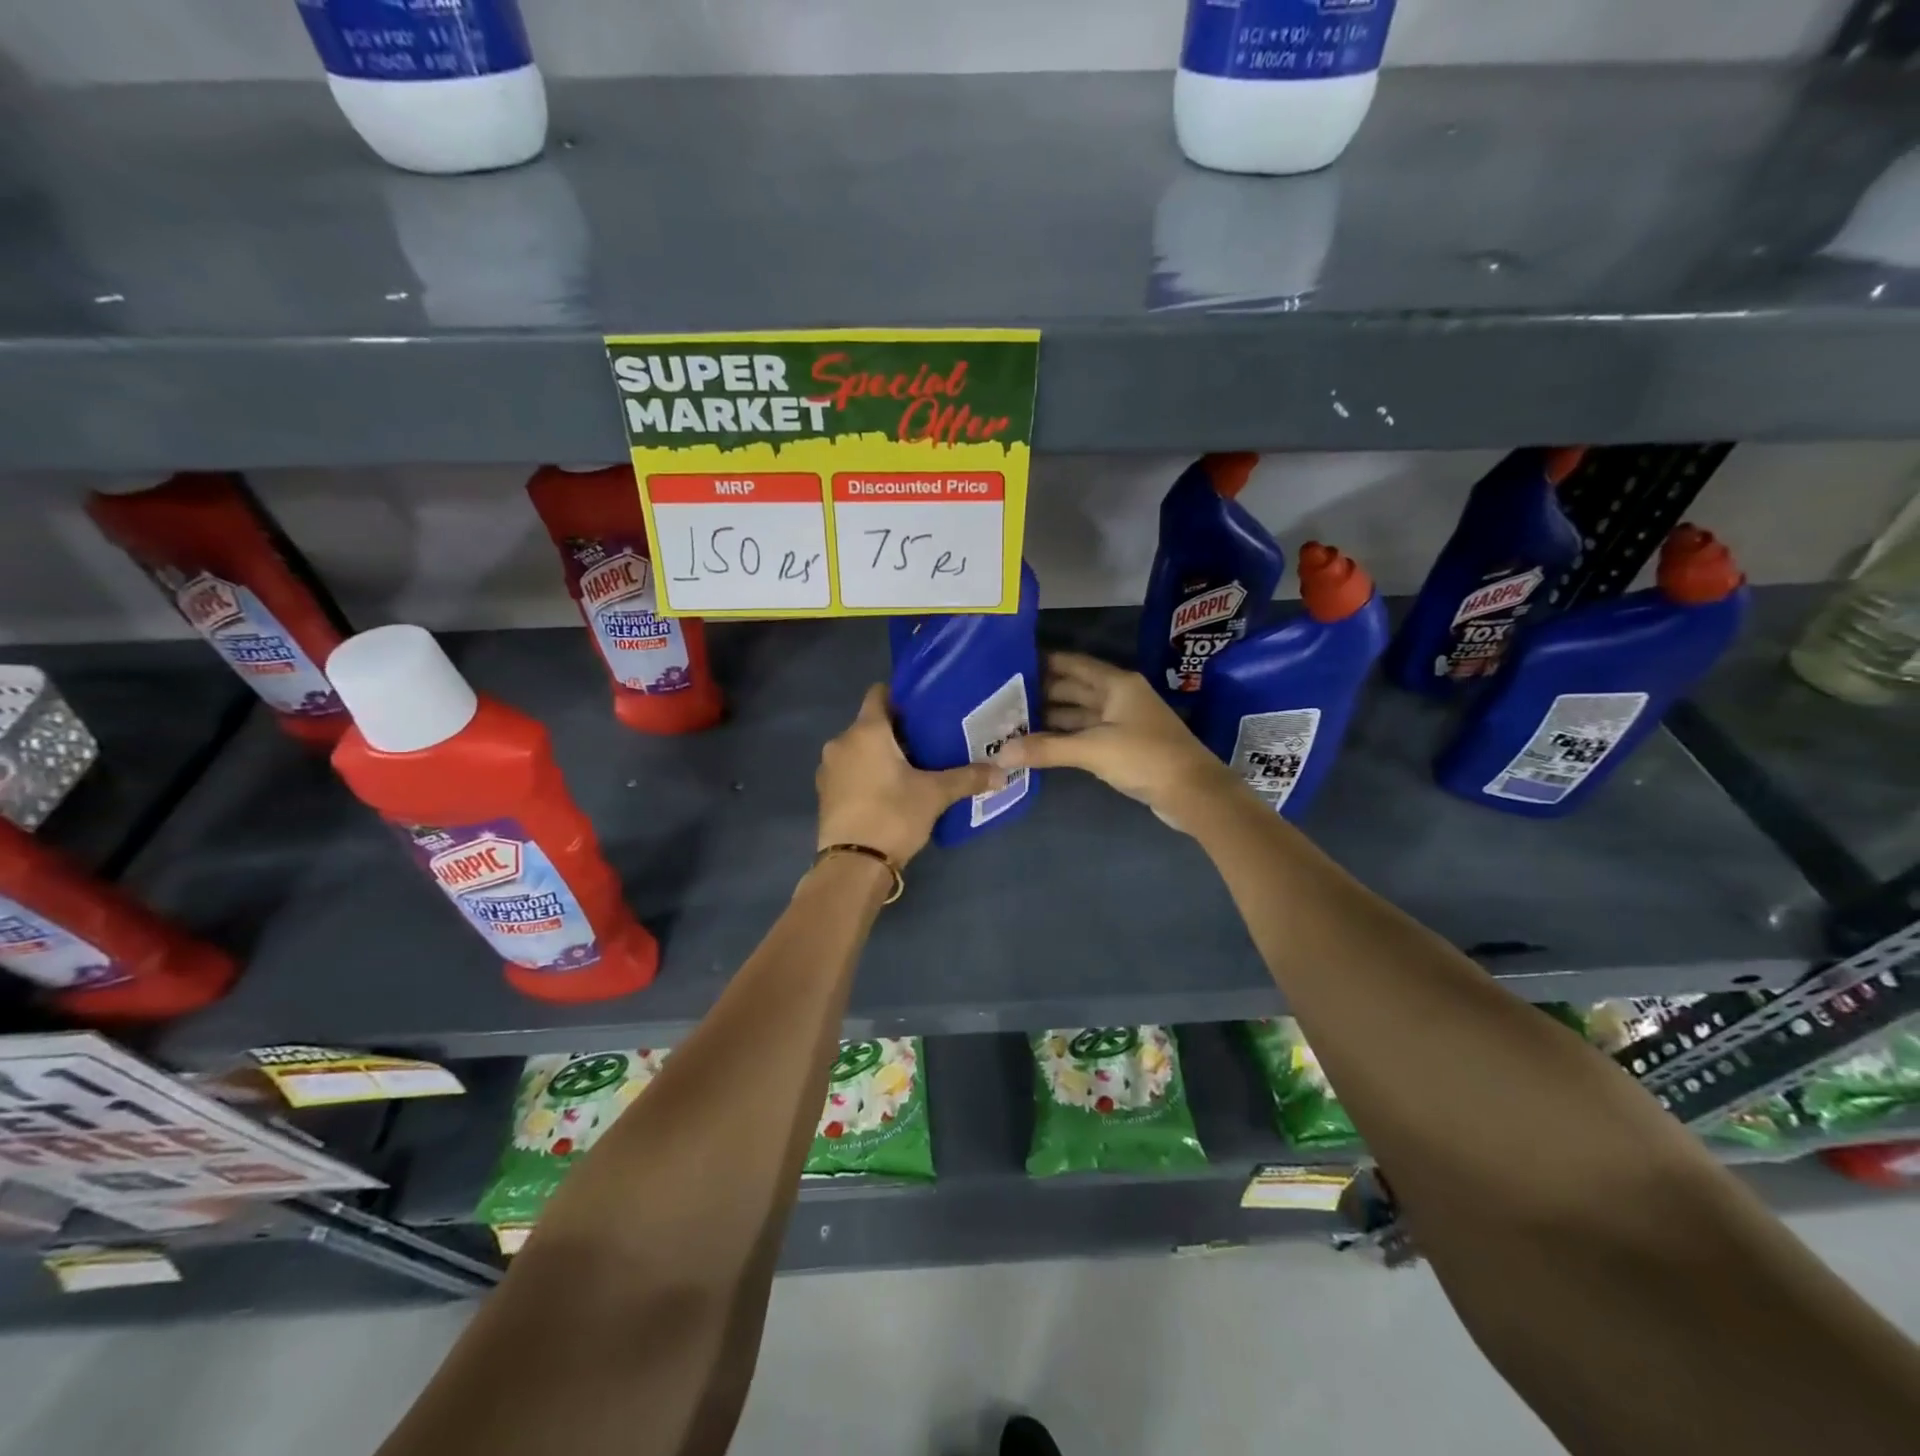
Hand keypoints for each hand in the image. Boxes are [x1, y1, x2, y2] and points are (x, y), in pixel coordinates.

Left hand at [816, 685, 1002, 865]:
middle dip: (898, 730)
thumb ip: (967, 778)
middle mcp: (842, 742)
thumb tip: (1002, 772)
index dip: (902, 695)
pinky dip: (868, 773)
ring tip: (913, 766)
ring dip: (881, 754)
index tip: (926, 706)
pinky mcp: (825, 793)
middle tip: (930, 740)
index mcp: (866, 731)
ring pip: (860, 749)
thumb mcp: (935, 795)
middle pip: (871, 723)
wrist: (853, 864)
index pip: (879, 693)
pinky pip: (850, 771)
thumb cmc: (892, 815)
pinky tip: (890, 790)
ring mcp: (829, 769)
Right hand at [994, 652, 1235, 830]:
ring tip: (1012, 722)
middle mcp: (1119, 697)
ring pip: (1079, 713)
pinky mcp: (1123, 746)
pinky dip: (1064, 738)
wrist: (1193, 793)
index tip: (1010, 664)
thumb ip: (1047, 749)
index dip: (1044, 661)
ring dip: (1050, 718)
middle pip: (1074, 688)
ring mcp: (1122, 722)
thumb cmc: (1146, 757)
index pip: (1073, 664)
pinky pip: (1086, 734)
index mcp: (1117, 684)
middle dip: (1040, 692)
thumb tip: (1001, 754)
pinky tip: (1039, 744)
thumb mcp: (1093, 750)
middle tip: (1002, 698)